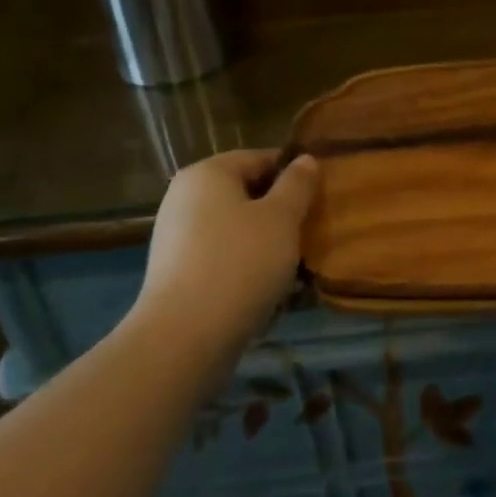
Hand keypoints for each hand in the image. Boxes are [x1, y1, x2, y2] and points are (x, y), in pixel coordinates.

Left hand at [134, 149, 319, 347]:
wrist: (183, 338)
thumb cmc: (240, 263)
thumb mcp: (282, 218)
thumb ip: (297, 184)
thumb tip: (304, 159)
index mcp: (207, 173)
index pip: (260, 158)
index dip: (294, 173)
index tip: (320, 197)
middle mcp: (184, 197)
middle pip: (246, 193)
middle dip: (280, 211)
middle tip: (310, 232)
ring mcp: (176, 237)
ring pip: (236, 227)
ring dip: (266, 241)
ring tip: (294, 265)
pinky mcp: (176, 273)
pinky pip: (221, 256)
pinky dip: (245, 265)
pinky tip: (267, 289)